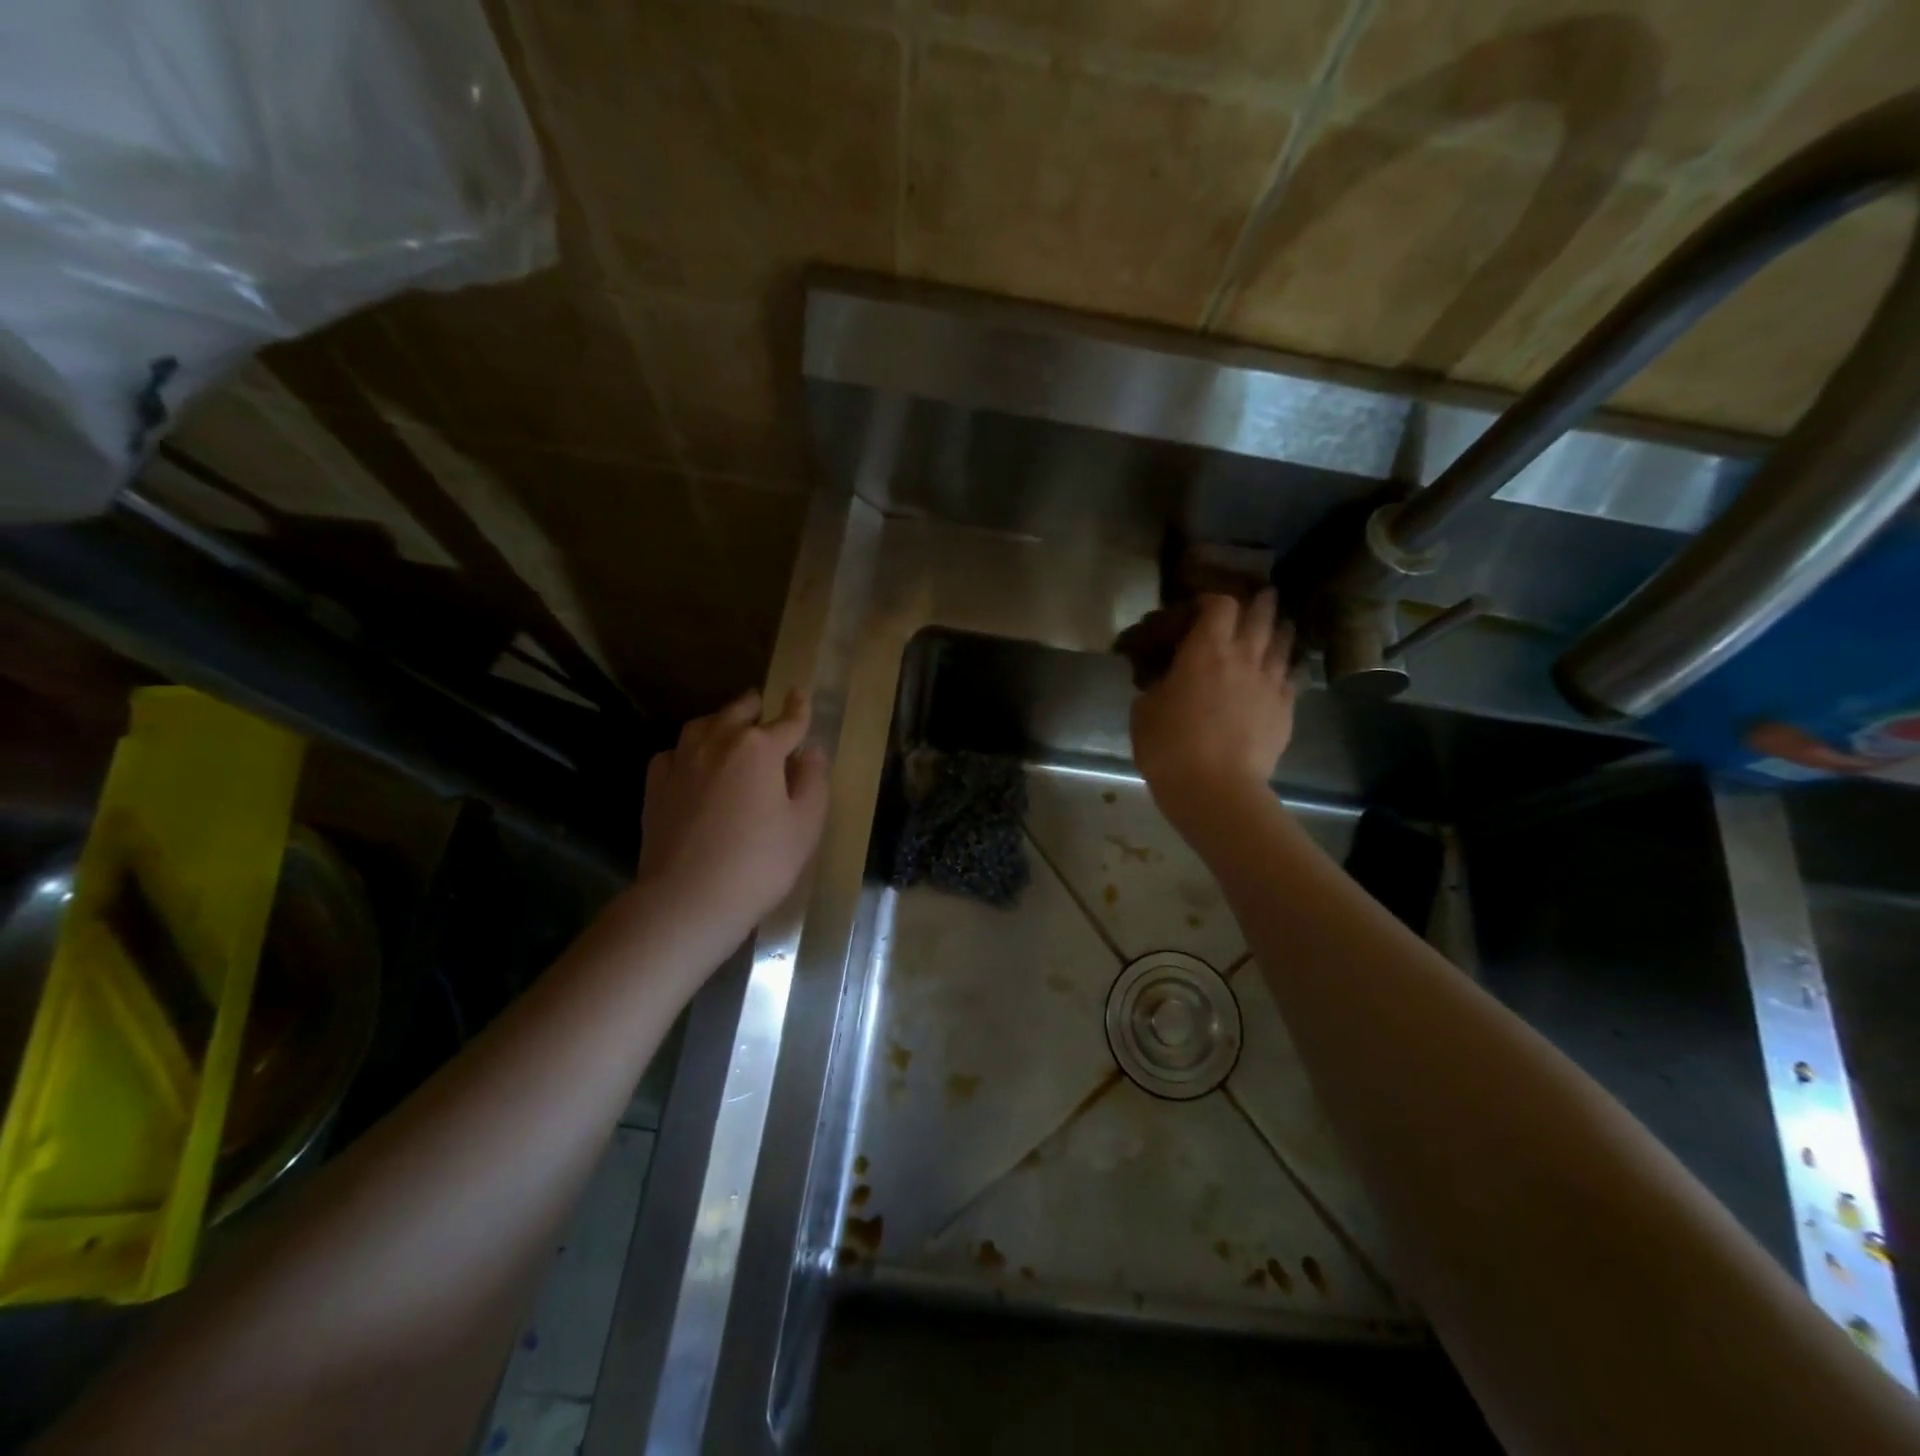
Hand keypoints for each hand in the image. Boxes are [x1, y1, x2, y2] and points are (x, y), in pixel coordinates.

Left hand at [637, 688, 829, 944]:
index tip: (800, 693)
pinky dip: (689, 750)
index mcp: (760, 748)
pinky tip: (693, 764)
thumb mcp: (805, 825)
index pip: (788, 720)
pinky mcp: (656, 785)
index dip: (798, 707)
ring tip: (729, 729)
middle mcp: (718, 742)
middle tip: (764, 708)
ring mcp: (682, 761)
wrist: (688, 898)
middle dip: (756, 707)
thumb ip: (813, 780)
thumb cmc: (760, 863)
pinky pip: (675, 752)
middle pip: (739, 711)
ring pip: (703, 725)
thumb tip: (811, 751)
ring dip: (721, 721)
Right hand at [1130, 590, 1295, 832]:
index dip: (1212, 600)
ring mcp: (1270, 682)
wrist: (1215, 789)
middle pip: (1260, 615)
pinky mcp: (1286, 709)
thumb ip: (1157, 684)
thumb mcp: (1144, 710)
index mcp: (1205, 650)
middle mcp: (1244, 656)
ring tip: (1277, 627)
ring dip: (1278, 630)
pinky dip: (1286, 667)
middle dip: (1258, 603)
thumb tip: (1164, 678)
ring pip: (1283, 641)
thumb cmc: (1169, 747)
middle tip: (1256, 599)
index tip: (1200, 609)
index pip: (1220, 604)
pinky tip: (1282, 672)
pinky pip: (1291, 676)